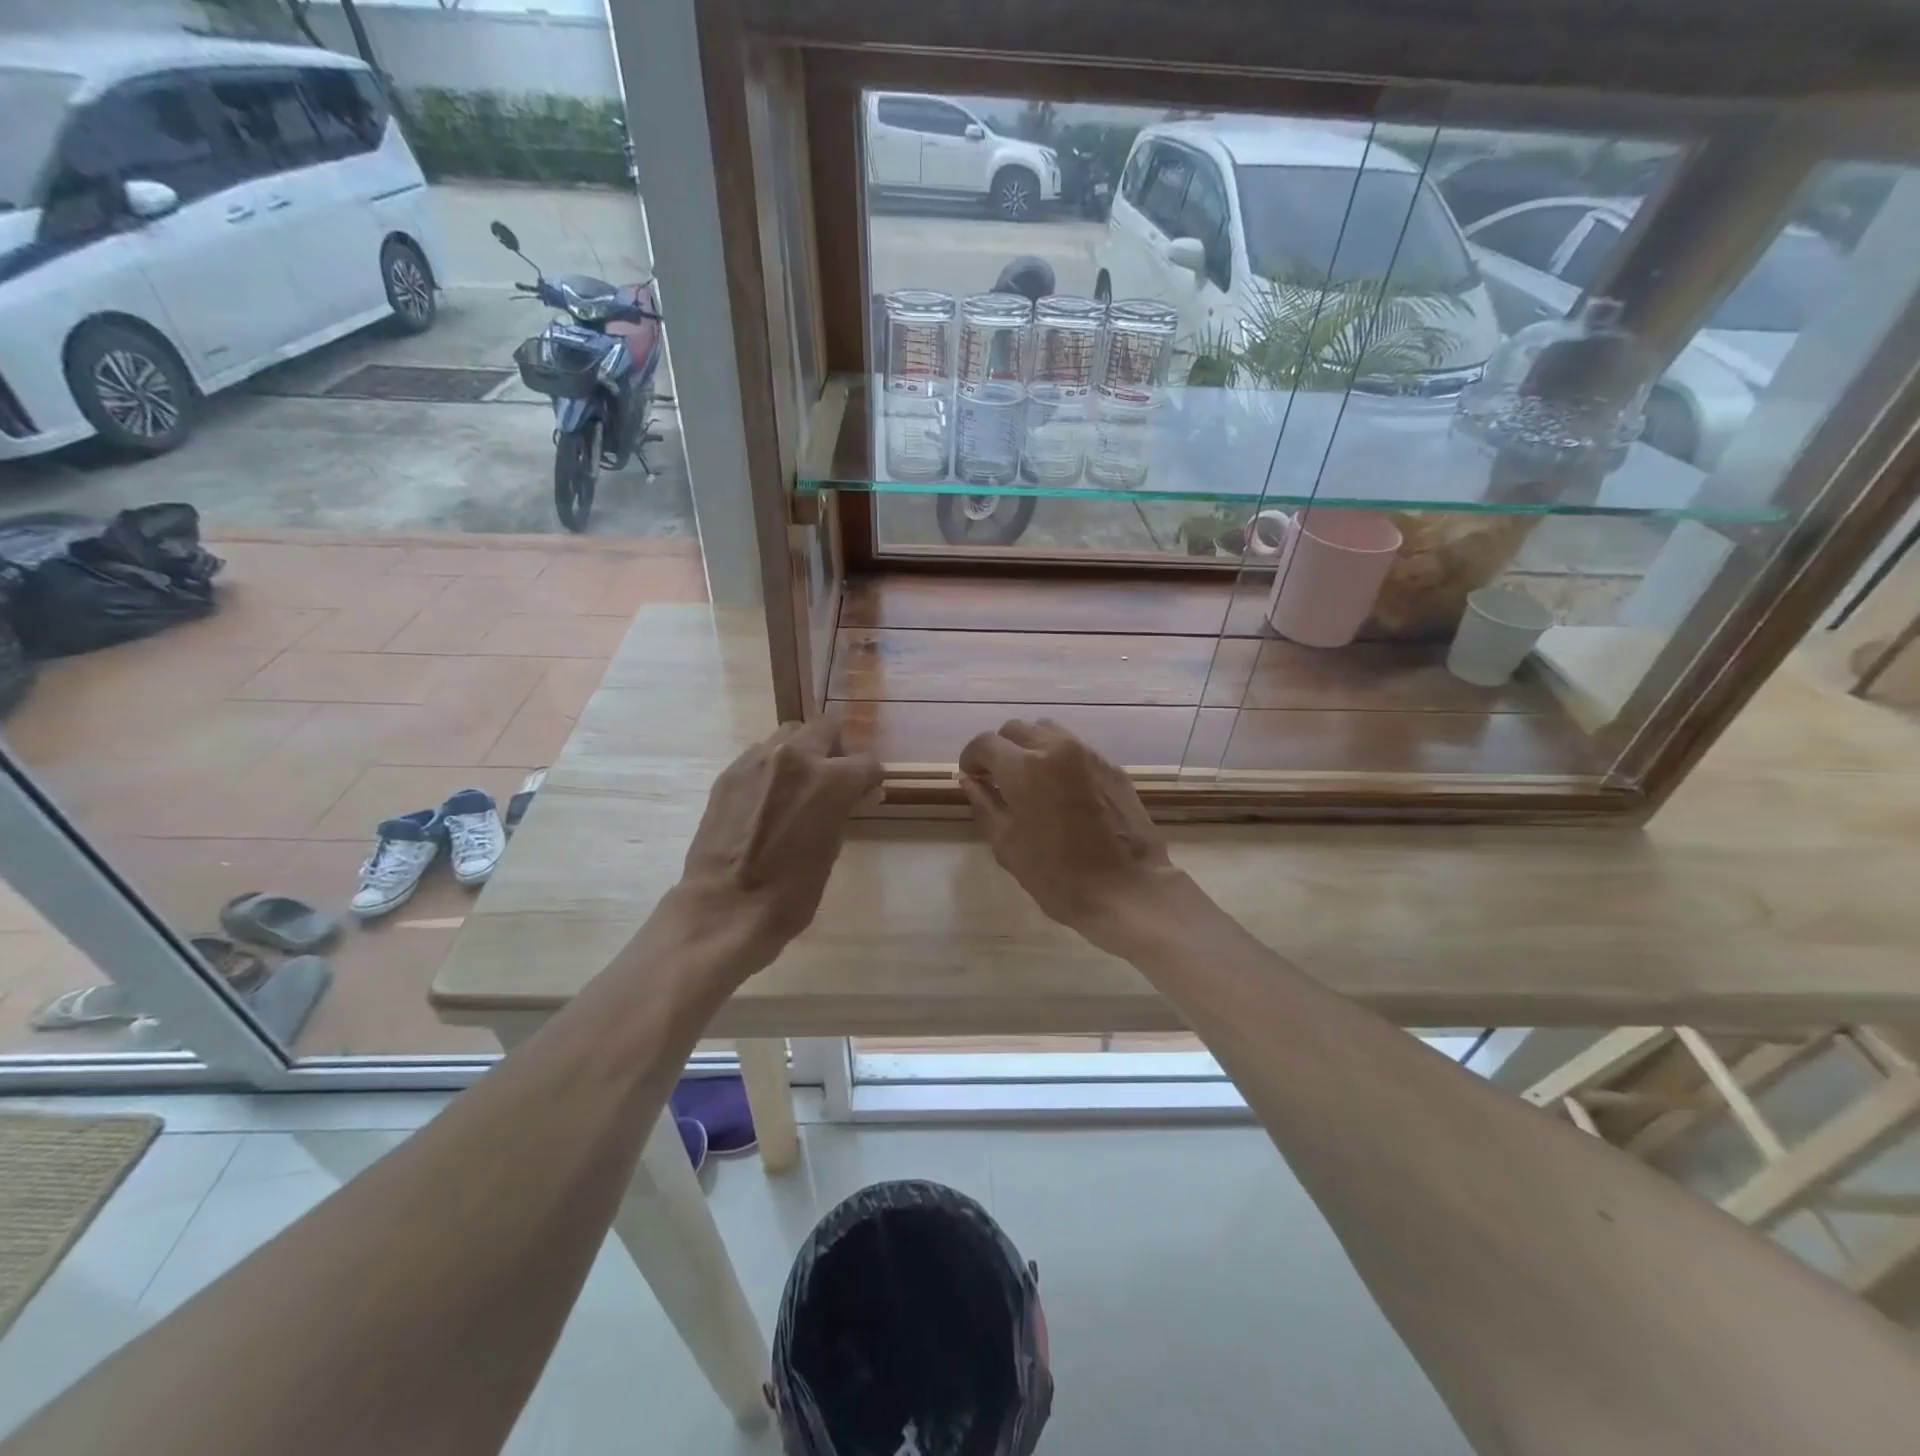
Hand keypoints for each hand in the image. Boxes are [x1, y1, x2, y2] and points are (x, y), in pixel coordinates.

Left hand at [673, 715, 880, 974]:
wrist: (726, 908)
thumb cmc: (792, 892)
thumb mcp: (833, 848)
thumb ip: (845, 810)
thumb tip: (858, 794)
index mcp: (831, 779)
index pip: (866, 762)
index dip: (870, 779)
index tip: (866, 793)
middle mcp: (796, 757)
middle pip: (826, 727)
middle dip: (837, 748)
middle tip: (834, 778)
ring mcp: (757, 761)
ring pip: (790, 734)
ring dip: (802, 751)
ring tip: (798, 784)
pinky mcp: (729, 774)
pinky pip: (760, 755)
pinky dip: (772, 767)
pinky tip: (768, 797)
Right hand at [958, 719, 1175, 948]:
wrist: (1125, 889)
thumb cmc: (1057, 875)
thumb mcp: (1006, 844)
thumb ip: (983, 803)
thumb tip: (967, 779)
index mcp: (1024, 767)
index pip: (985, 743)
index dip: (971, 758)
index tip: (972, 777)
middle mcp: (1056, 748)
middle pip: (1015, 729)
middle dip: (1000, 750)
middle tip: (999, 780)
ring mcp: (1088, 754)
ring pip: (1048, 731)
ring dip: (1031, 747)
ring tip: (1031, 780)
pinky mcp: (1112, 766)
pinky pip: (1075, 749)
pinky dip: (1059, 759)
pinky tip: (1062, 791)